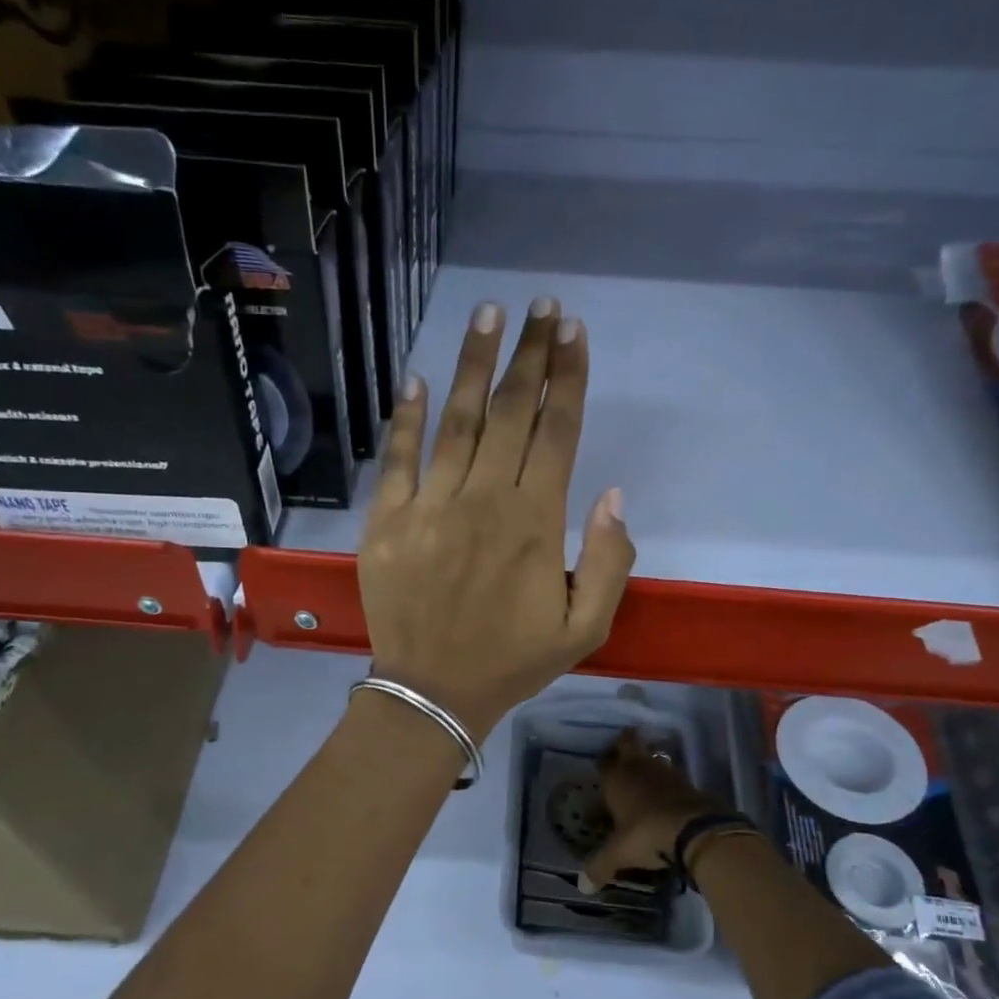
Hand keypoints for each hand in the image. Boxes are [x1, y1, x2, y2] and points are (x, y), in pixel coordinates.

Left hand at [357, 297, 634, 739]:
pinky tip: (415, 377)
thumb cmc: (512, 661)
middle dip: (530, 353)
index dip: (567, 376)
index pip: (556, 431)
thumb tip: (612, 494)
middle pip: (511, 412)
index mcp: (534, 523)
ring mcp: (429, 507)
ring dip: (473, 364)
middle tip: (541, 305)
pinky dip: (405, 417)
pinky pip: (397, 459)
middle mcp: (483, 500)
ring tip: (488, 314)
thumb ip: (609, 559)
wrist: (433, 693)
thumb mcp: (586, 627)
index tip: (573, 331)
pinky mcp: (386, 522)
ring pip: (456, 421)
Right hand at [579, 729, 726, 892]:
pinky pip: (673, 776)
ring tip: (644, 777)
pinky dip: (668, 782)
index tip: (603, 768)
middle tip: (623, 752)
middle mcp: (639, 768)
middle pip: (630, 744)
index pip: (605, 762)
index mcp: (616, 779)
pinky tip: (667, 797)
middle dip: (626, 744)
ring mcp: (666, 772)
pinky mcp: (689, 783)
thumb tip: (582, 886)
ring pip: (653, 758)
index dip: (604, 764)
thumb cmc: (646, 835)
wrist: (695, 830)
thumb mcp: (619, 854)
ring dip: (649, 763)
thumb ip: (600, 867)